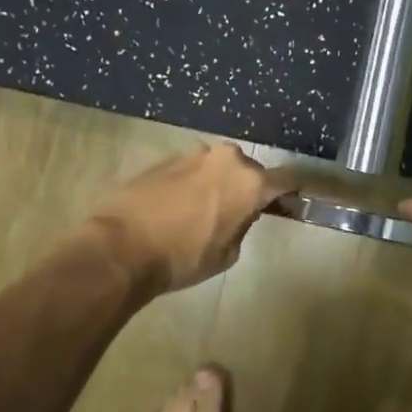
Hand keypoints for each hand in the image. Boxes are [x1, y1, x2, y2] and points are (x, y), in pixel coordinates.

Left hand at [93, 143, 295, 292]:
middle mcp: (227, 159)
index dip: (290, 191)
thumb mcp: (227, 253)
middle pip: (248, 171)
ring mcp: (194, 154)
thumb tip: (237, 214)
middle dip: (245, 187)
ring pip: (217, 167)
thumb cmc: (184, 257)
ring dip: (216, 183)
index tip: (290, 200)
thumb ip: (242, 225)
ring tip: (200, 210)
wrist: (121, 246)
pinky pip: (190, 169)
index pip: (286, 179)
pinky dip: (189, 183)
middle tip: (236, 211)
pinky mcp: (164, 158)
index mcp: (251, 182)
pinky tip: (174, 207)